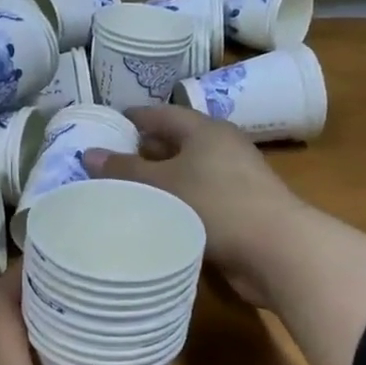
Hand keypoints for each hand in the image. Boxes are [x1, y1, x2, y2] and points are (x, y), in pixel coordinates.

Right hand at [84, 104, 303, 307]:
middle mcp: (221, 148)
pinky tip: (154, 217)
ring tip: (123, 192)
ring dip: (158, 181)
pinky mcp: (238, 209)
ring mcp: (233, 179)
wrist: (276, 249)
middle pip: (175, 142)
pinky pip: (196, 197)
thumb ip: (124, 170)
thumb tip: (89, 153)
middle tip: (108, 163)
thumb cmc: (216, 204)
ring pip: (185, 173)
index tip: (107, 125)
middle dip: (143, 151)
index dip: (134, 118)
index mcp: (205, 130)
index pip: (162, 114)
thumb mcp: (162, 184)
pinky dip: (174, 202)